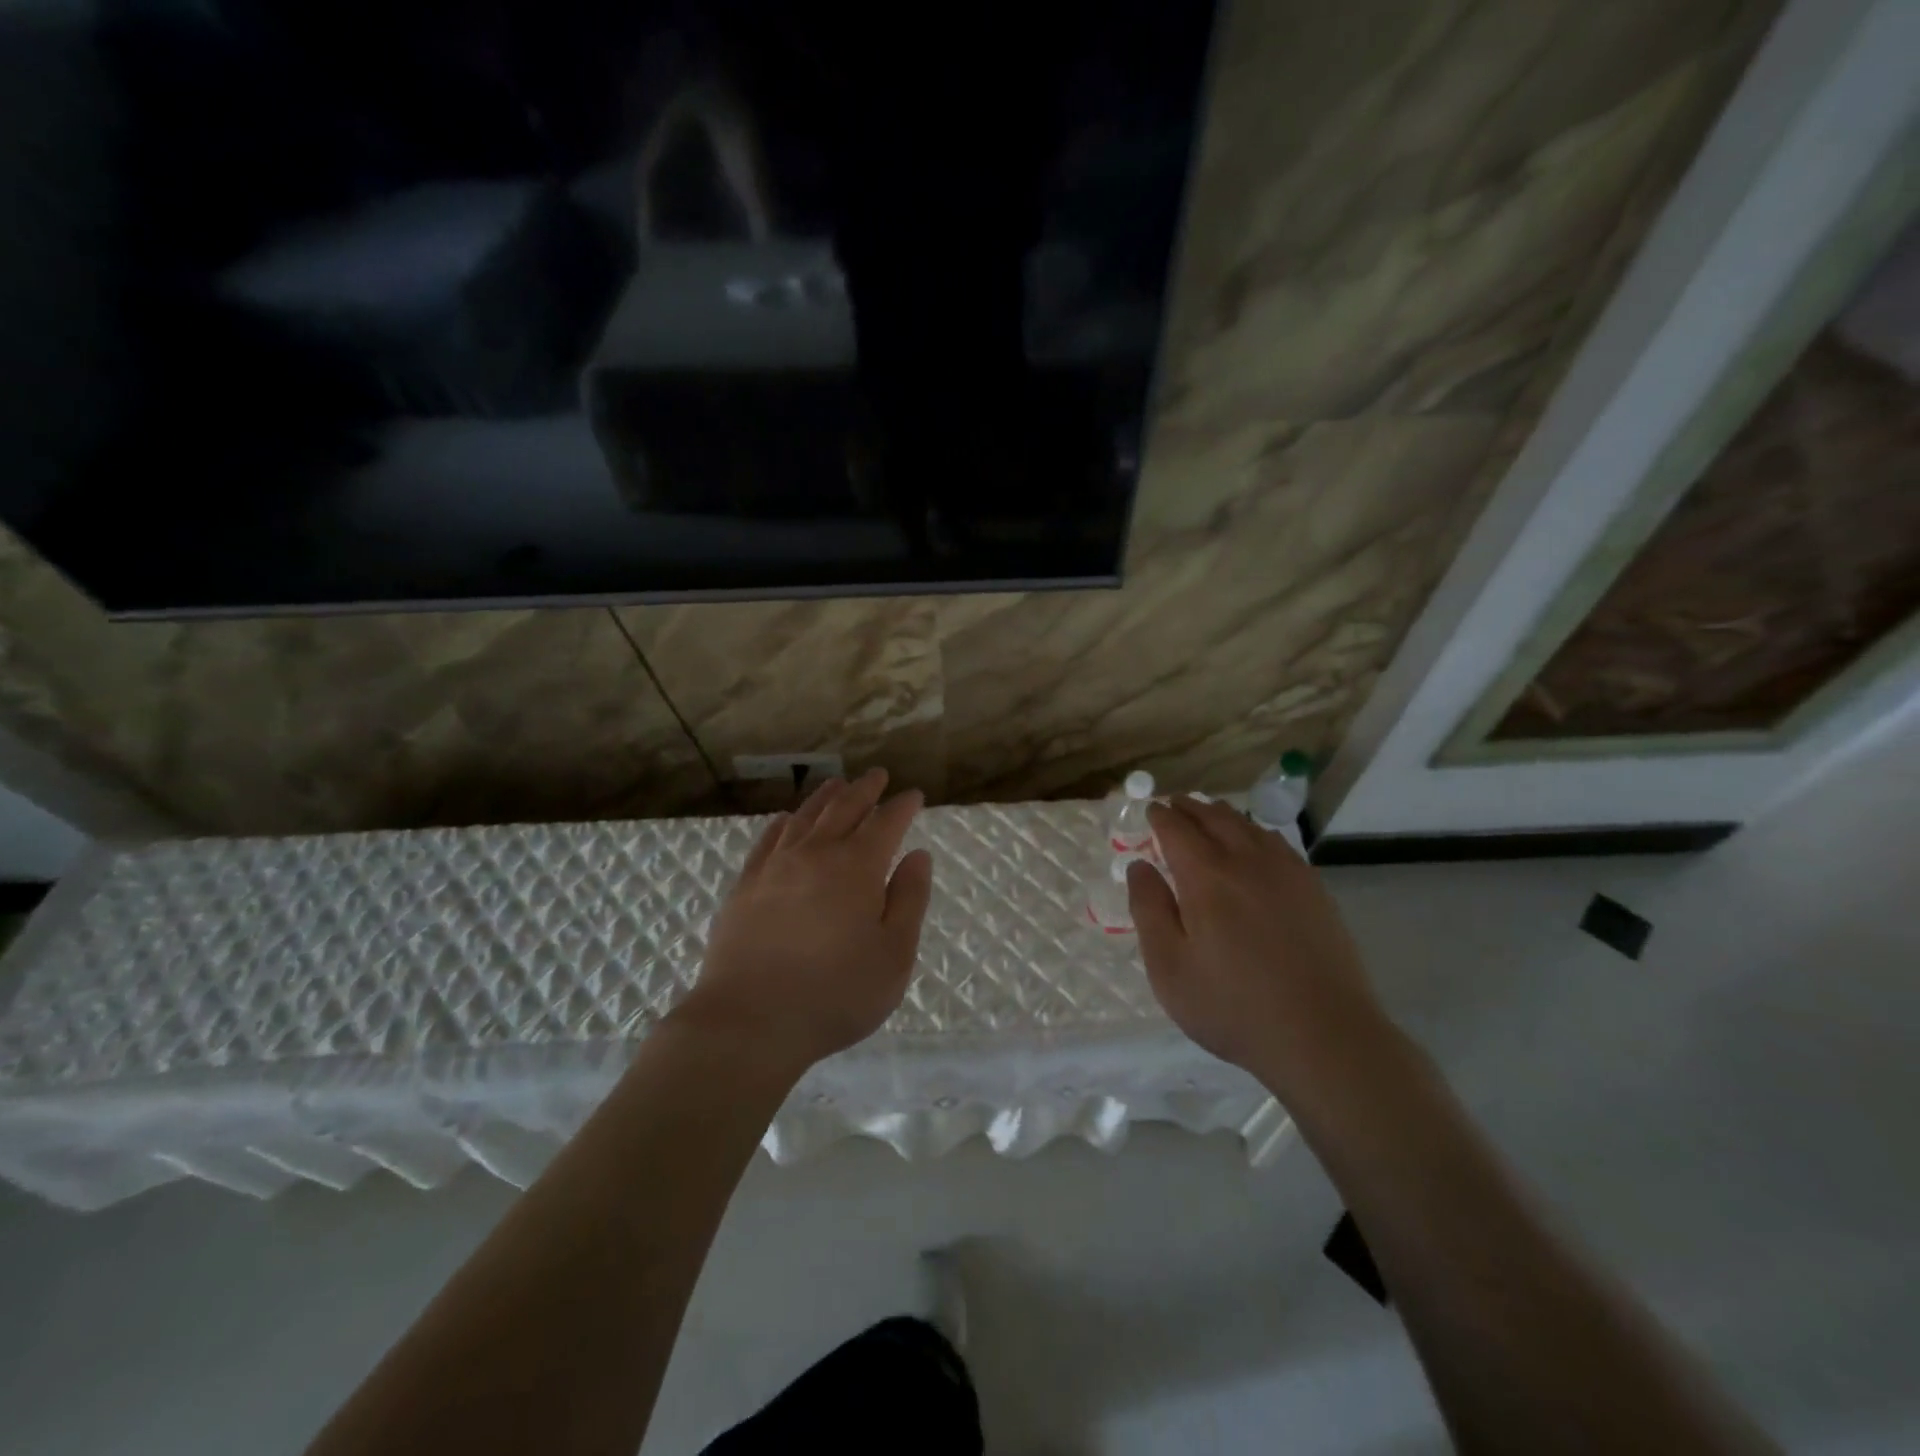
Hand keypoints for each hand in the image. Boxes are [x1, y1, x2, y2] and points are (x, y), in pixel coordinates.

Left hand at [673, 768, 933, 1073]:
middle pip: (843, 809)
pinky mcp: (745, 886)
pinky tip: (785, 819)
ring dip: (824, 797)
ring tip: (837, 784)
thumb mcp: (894, 955)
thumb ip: (909, 900)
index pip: (885, 823)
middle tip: (878, 775)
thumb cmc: (835, 994)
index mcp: (857, 868)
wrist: (749, 1021)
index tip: (913, 795)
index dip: (902, 806)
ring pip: (804, 817)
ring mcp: (775, 867)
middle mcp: (816, 854)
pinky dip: (781, 823)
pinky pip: (767, 840)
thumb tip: (917, 855)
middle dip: (865, 789)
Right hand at [1126, 796, 1387, 1104]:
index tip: (1149, 810)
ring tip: (1209, 814)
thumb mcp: (1169, 967)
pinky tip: (1255, 844)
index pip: (1177, 829)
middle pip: (1215, 817)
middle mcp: (1247, 861)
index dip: (1160, 816)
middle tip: (1174, 804)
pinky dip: (1255, 833)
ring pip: (1249, 827)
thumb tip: (1140, 866)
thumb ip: (1149, 910)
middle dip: (1190, 807)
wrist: (1324, 1036)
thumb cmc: (1233, 1006)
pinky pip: (1278, 844)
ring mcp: (1287, 873)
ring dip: (1223, 815)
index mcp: (1207, 876)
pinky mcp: (1314, 890)